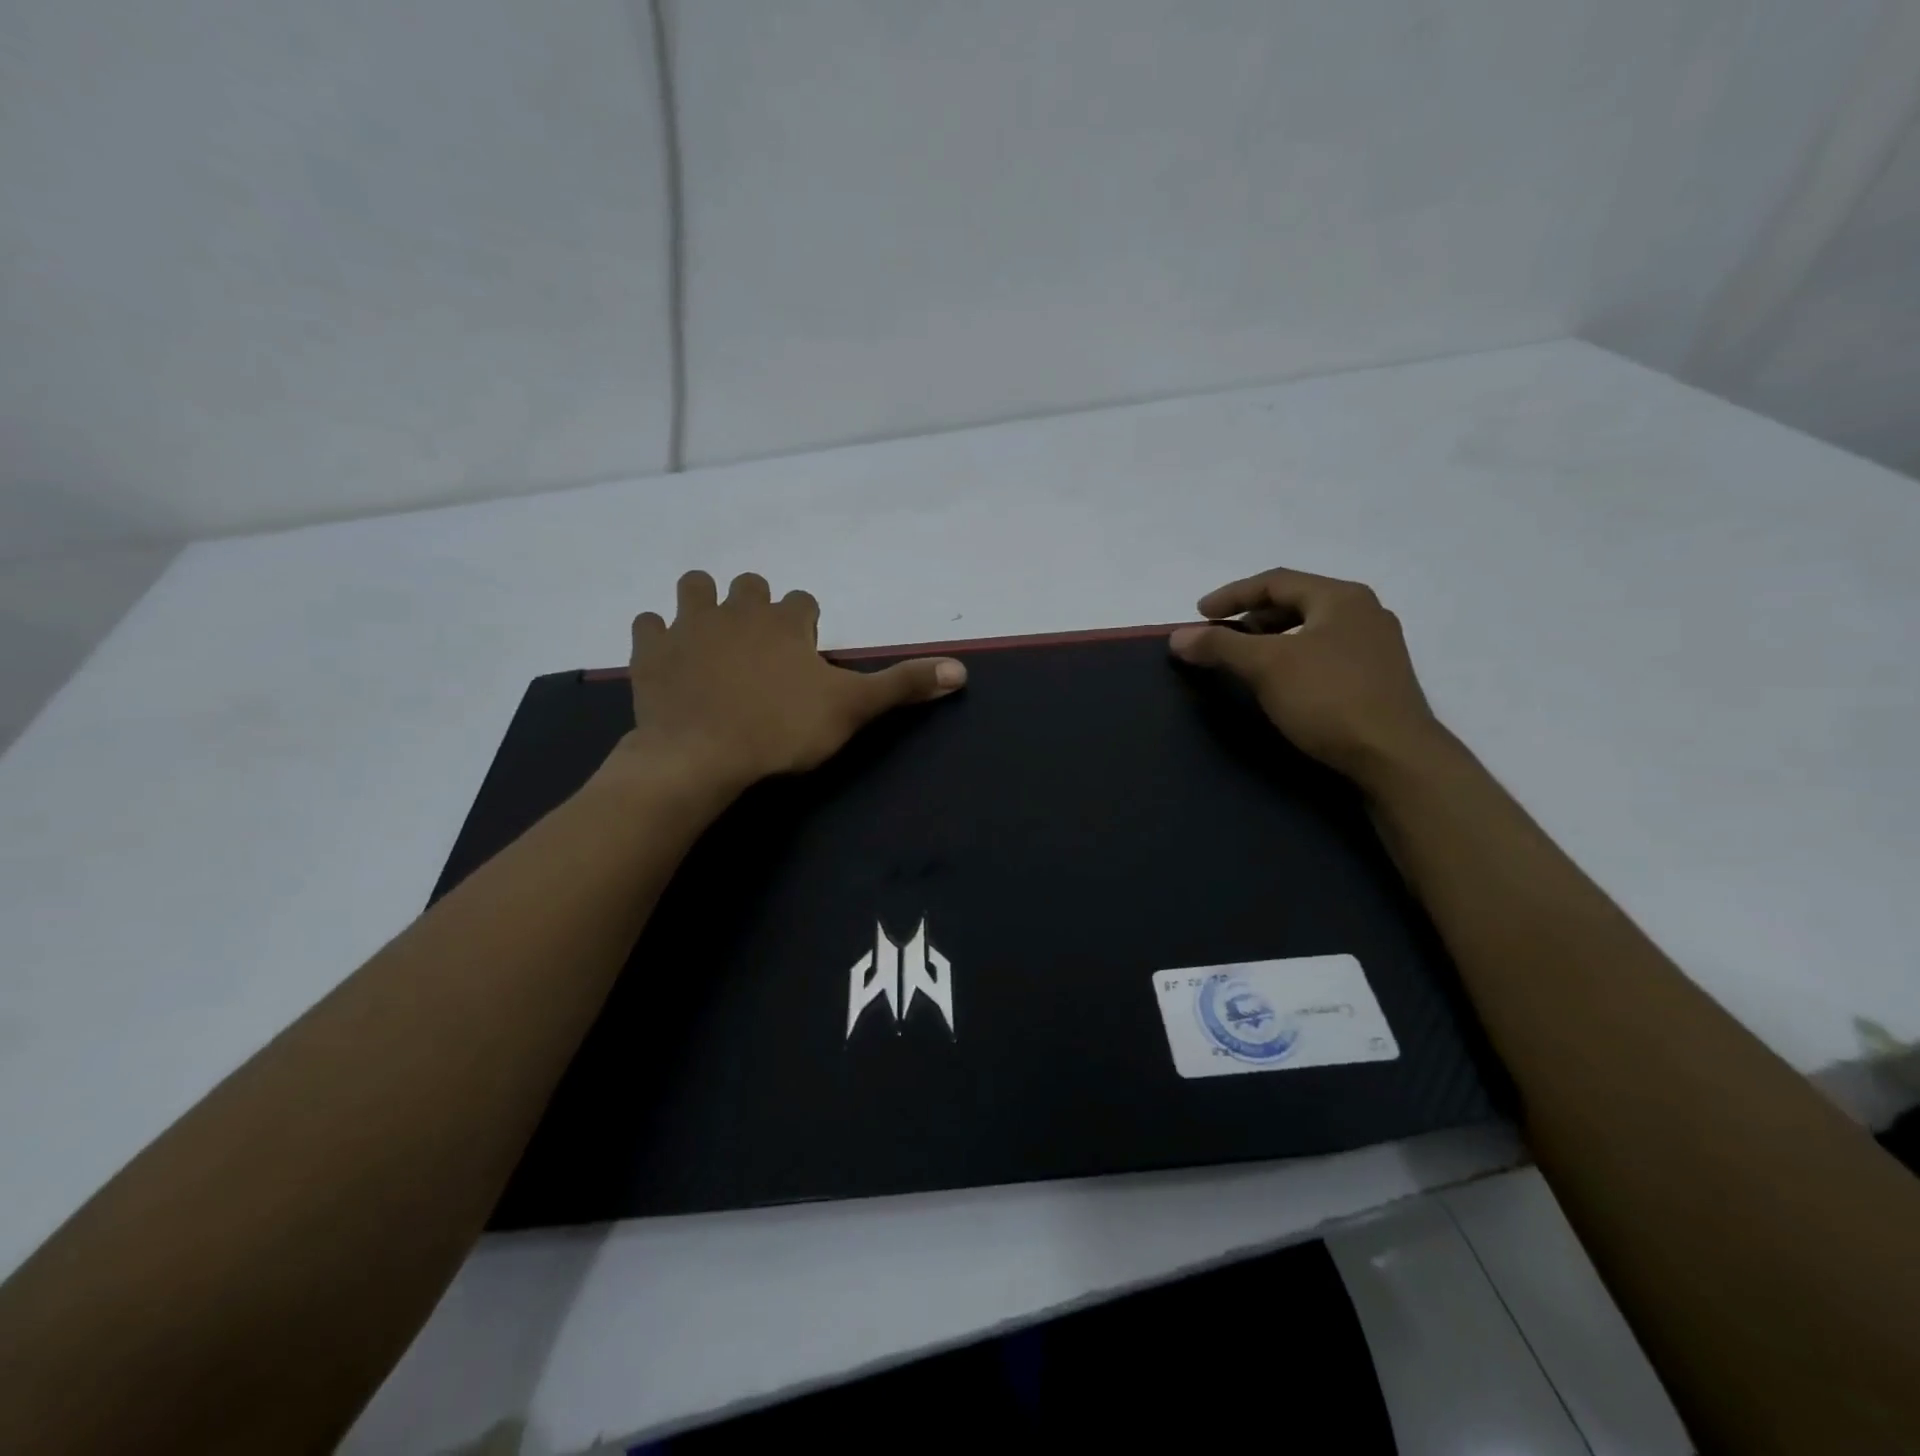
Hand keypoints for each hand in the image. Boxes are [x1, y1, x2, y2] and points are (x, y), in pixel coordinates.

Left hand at [620, 570, 966, 793]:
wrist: (701, 757)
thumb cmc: (782, 730)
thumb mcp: (851, 710)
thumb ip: (903, 686)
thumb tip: (961, 670)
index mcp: (785, 621)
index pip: (801, 602)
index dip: (804, 625)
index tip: (804, 653)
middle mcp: (738, 610)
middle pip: (749, 587)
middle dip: (756, 608)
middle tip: (760, 649)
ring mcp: (689, 626)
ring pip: (695, 588)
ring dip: (704, 605)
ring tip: (713, 641)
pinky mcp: (650, 650)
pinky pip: (649, 624)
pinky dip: (659, 635)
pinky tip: (669, 658)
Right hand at [1169, 567, 1446, 785]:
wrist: (1395, 757)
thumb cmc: (1328, 698)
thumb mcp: (1266, 666)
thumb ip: (1220, 645)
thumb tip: (1177, 636)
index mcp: (1341, 597)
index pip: (1276, 581)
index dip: (1232, 594)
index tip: (1199, 614)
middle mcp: (1364, 613)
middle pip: (1296, 602)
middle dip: (1253, 616)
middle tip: (1222, 636)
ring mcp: (1376, 647)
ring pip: (1312, 630)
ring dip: (1273, 639)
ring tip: (1246, 660)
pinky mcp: (1379, 679)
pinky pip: (1325, 654)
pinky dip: (1293, 659)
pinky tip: (1281, 683)